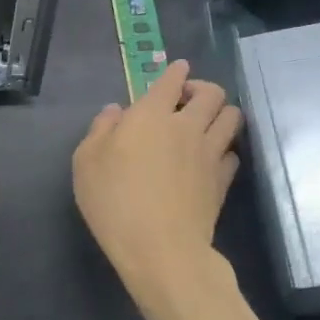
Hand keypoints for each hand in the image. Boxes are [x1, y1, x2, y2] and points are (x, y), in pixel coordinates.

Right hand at [73, 60, 242, 296]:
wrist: (160, 248)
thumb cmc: (114, 201)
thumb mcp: (86, 163)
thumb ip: (100, 130)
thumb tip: (115, 112)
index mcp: (150, 115)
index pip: (171, 80)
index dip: (175, 72)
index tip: (177, 71)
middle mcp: (187, 126)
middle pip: (213, 93)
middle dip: (202, 88)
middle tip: (188, 100)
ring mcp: (210, 153)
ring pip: (232, 117)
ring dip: (221, 113)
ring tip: (206, 123)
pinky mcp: (223, 181)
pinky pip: (233, 153)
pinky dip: (225, 149)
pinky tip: (212, 158)